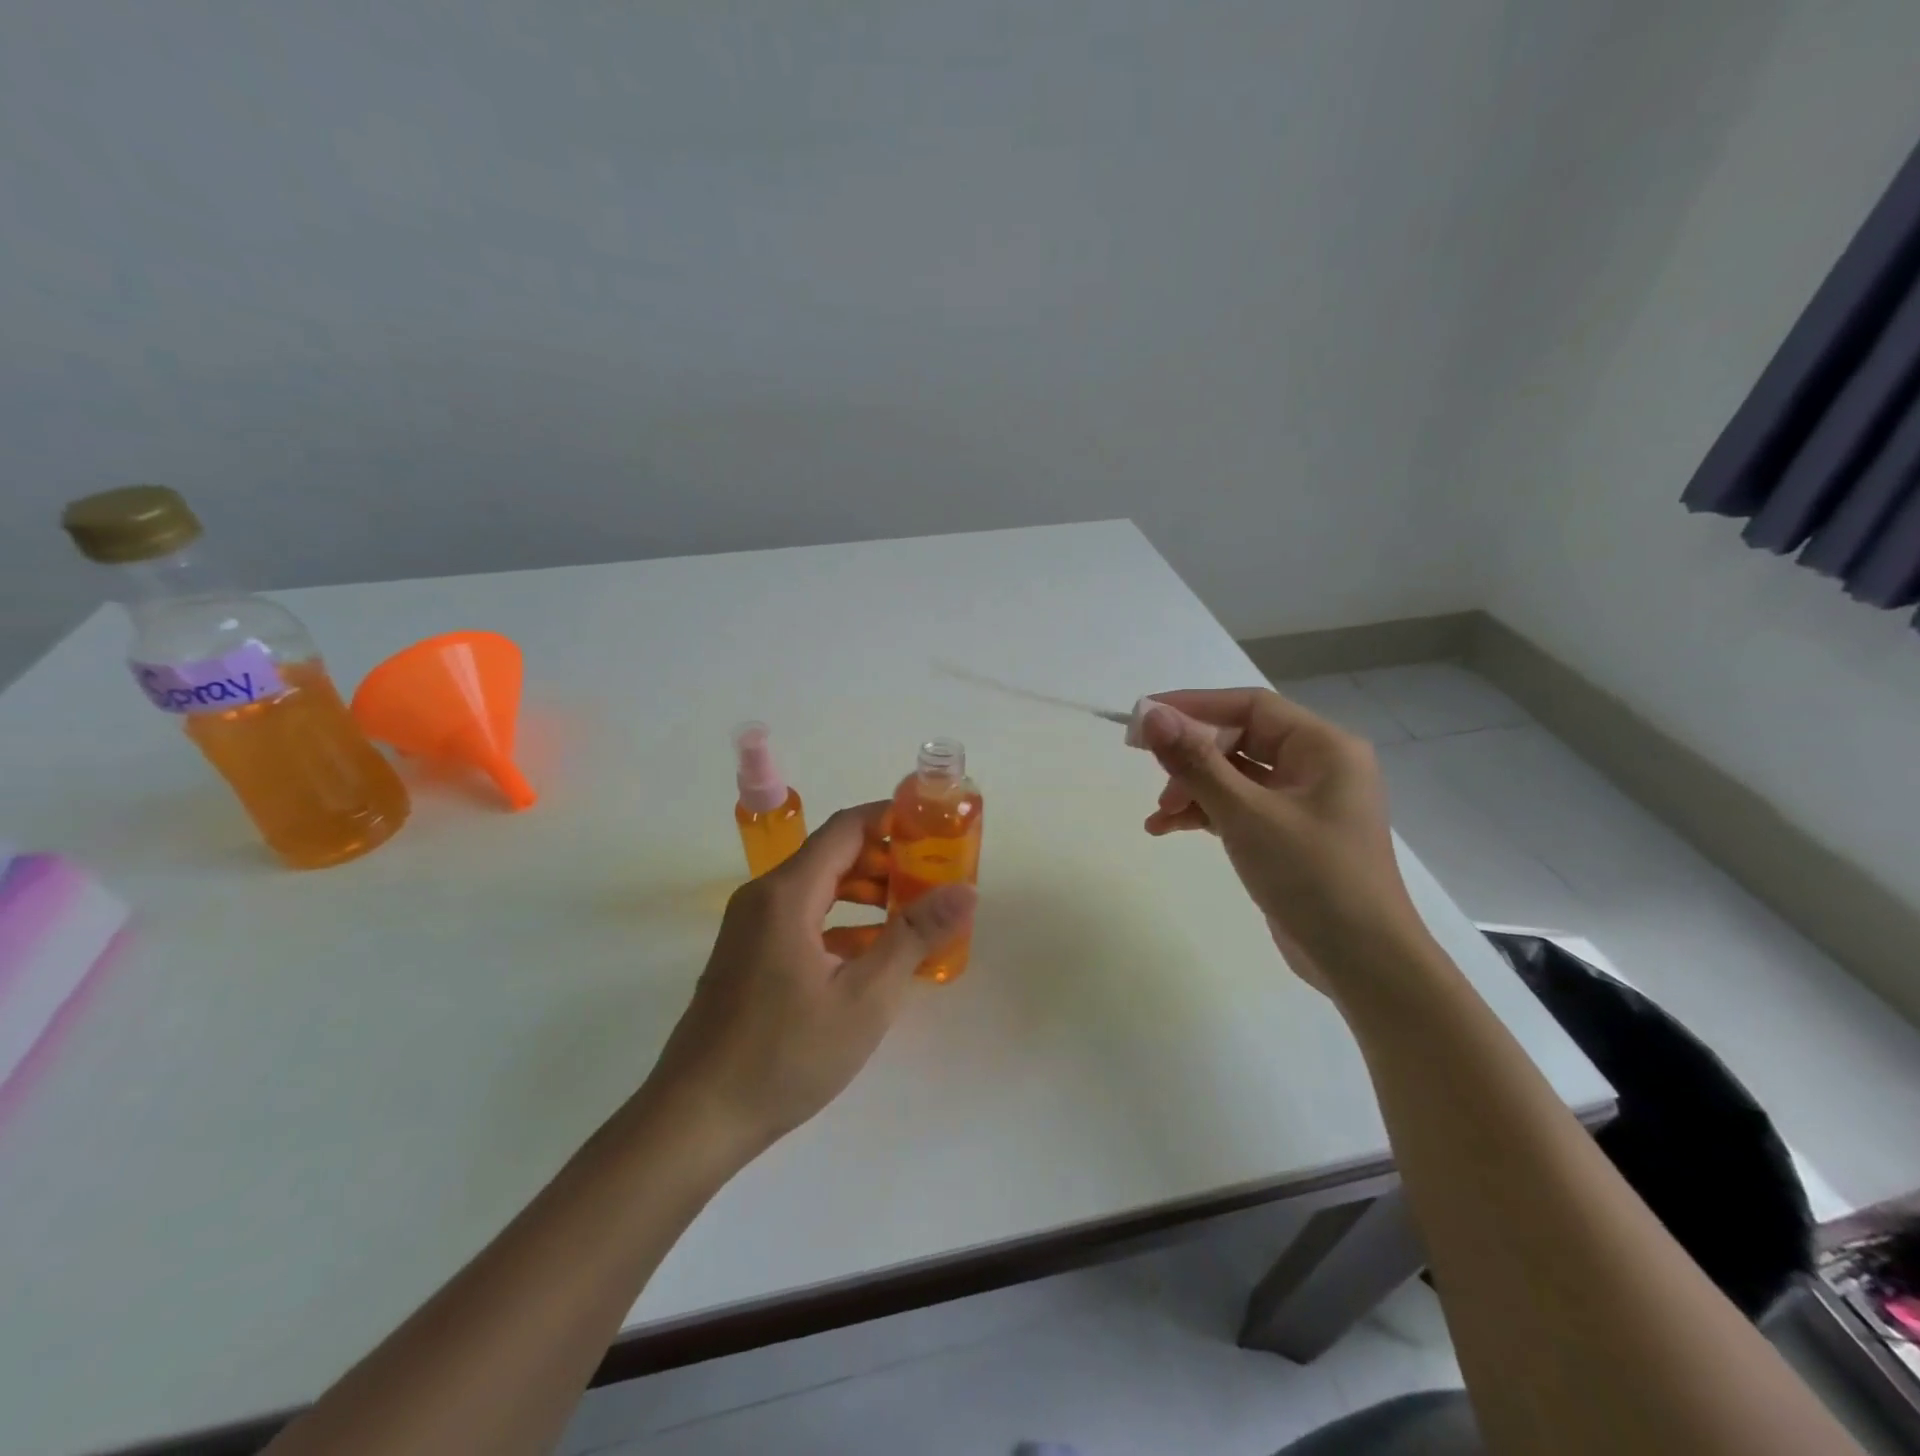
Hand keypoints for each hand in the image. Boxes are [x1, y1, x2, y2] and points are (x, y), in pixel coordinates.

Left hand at [643, 803, 974, 1156]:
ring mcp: (751, 927)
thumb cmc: (785, 1053)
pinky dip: (841, 923)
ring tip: (913, 913)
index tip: (935, 831)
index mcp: (788, 893)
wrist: (696, 1118)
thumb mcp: (865, 997)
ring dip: (865, 893)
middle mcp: (764, 897)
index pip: (847, 828)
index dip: (892, 820)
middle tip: (934, 878)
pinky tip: (873, 953)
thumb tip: (965, 890)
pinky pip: (802, 919)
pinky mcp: (748, 955)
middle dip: (886, 861)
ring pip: (818, 889)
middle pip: (832, 856)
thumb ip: (915, 936)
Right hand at [1137, 689, 1429, 989]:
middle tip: (1150, 773)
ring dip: (1192, 790)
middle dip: (1190, 759)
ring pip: (1234, 777)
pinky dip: (1205, 814)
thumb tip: (1151, 716)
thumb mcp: (1247, 814)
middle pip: (1239, 741)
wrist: (1362, 962)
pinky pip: (1239, 808)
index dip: (1194, 706)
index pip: (1249, 707)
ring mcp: (1303, 803)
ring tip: (1159, 816)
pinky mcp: (1288, 835)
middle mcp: (1317, 766)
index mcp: (1323, 747)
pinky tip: (1168, 829)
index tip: (1145, 717)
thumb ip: (1196, 763)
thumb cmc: (1312, 876)